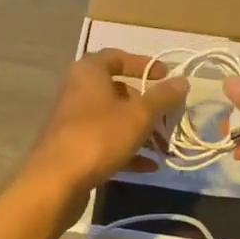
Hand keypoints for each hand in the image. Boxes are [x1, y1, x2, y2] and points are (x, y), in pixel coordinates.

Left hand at [22, 50, 187, 203]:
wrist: (56, 181)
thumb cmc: (99, 136)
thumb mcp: (139, 115)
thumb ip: (162, 97)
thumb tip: (182, 81)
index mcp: (89, 73)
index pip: (116, 57)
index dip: (142, 64)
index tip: (165, 77)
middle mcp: (77, 92)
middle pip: (117, 92)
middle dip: (146, 105)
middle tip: (169, 118)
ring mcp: (73, 122)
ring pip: (113, 120)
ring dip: (140, 131)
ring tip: (164, 146)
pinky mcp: (73, 149)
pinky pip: (105, 143)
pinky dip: (126, 151)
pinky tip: (149, 166)